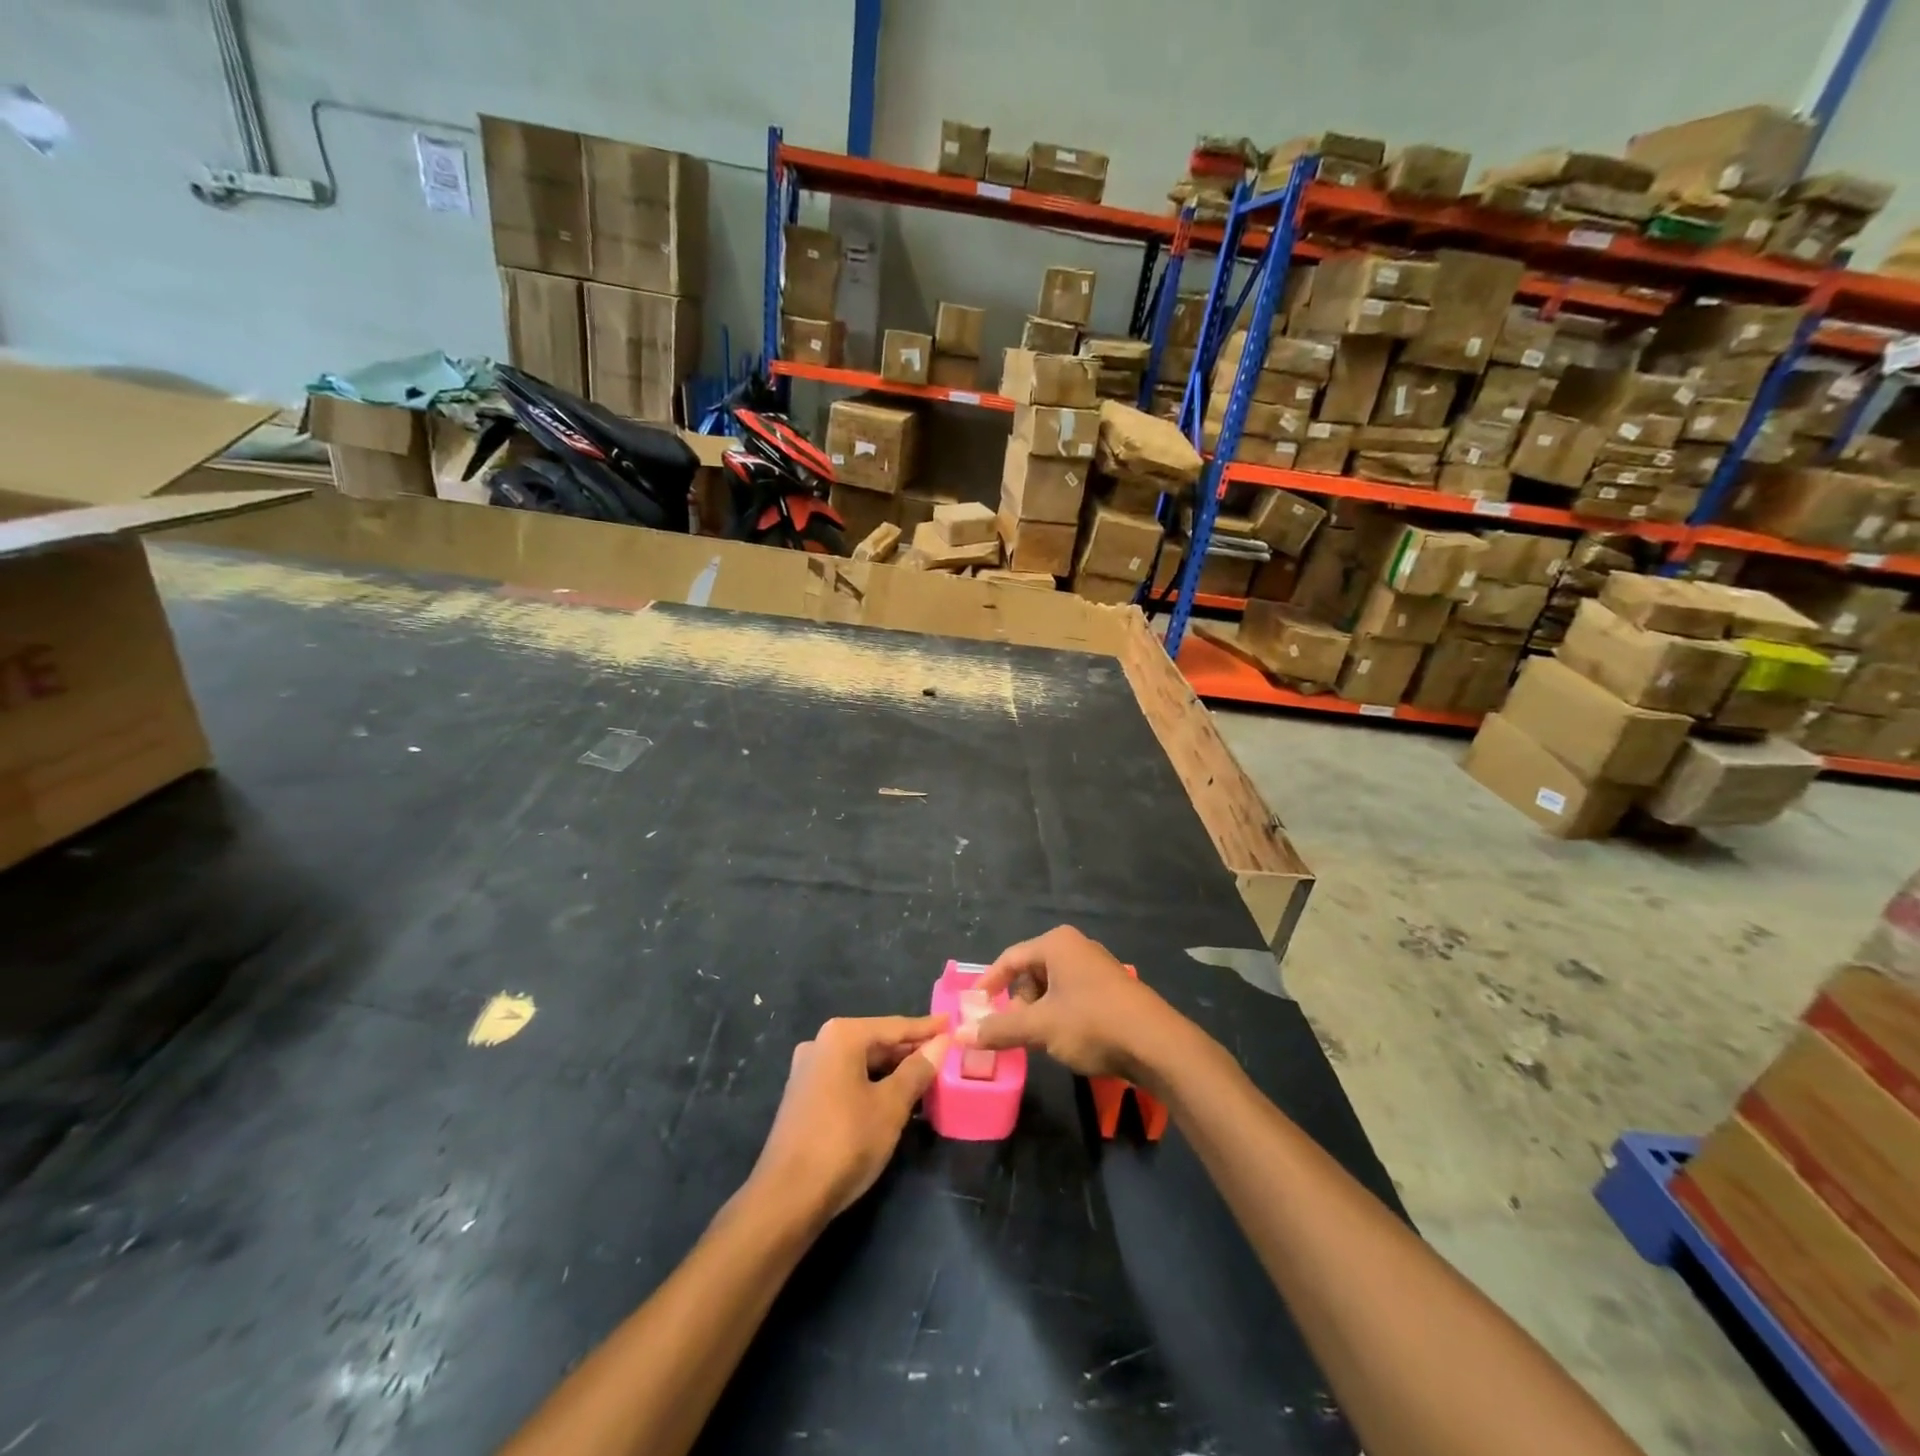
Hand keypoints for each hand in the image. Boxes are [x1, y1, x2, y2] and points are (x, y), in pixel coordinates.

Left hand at [751, 1015, 950, 1219]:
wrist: (787, 1197)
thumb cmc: (845, 1141)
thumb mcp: (891, 1105)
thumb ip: (917, 1070)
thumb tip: (940, 1043)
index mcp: (842, 1036)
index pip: (894, 1026)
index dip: (926, 1028)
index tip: (951, 1023)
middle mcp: (821, 1043)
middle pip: (875, 1041)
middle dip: (909, 1050)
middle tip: (943, 1055)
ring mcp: (808, 1070)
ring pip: (860, 1062)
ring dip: (891, 1069)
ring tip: (925, 1077)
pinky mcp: (803, 1097)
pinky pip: (846, 1079)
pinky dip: (871, 1084)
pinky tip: (892, 1098)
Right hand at [960, 926, 1185, 1084]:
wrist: (1157, 1044)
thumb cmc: (1093, 1024)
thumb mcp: (1040, 1027)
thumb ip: (999, 1029)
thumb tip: (960, 1035)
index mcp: (1056, 944)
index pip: (1009, 958)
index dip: (988, 984)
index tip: (973, 1009)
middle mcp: (1075, 947)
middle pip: (1030, 972)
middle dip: (1017, 1004)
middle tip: (1012, 1032)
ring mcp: (1096, 967)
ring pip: (1051, 988)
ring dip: (1038, 1013)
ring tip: (1039, 1040)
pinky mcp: (1111, 989)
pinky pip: (1071, 996)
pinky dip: (1059, 1015)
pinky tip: (1064, 1040)